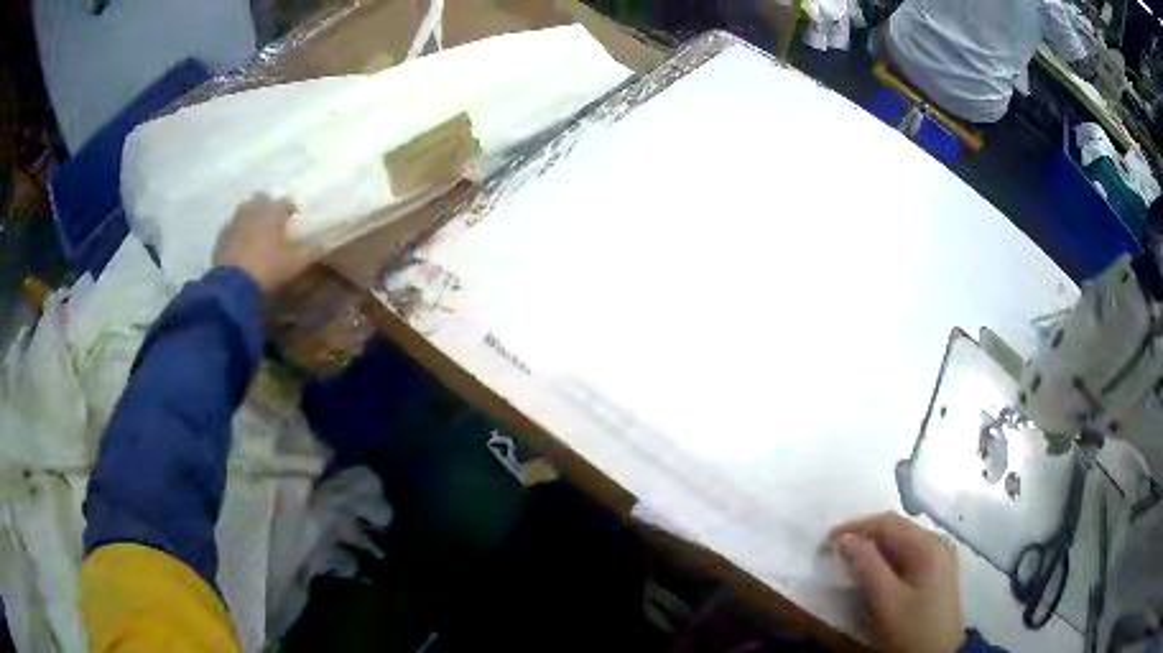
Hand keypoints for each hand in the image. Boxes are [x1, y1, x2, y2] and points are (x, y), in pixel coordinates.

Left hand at [213, 195, 320, 293]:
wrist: (234, 285)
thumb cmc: (269, 268)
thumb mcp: (297, 263)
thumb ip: (311, 250)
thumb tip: (322, 242)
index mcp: (274, 210)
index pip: (287, 201)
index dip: (292, 209)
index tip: (295, 219)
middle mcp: (254, 208)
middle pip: (263, 199)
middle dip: (268, 207)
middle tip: (274, 222)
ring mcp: (235, 220)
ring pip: (245, 211)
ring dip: (252, 217)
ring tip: (256, 231)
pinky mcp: (222, 235)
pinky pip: (233, 227)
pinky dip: (238, 232)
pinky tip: (241, 244)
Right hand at [828, 513, 964, 652]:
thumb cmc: (913, 628)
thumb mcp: (887, 601)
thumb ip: (867, 567)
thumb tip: (843, 540)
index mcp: (928, 545)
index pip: (888, 524)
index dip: (856, 528)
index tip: (827, 540)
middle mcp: (936, 542)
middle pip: (896, 527)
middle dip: (864, 534)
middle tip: (834, 548)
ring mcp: (939, 555)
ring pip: (901, 540)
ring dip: (874, 545)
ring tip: (849, 558)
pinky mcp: (936, 570)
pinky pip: (907, 553)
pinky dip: (886, 556)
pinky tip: (874, 569)